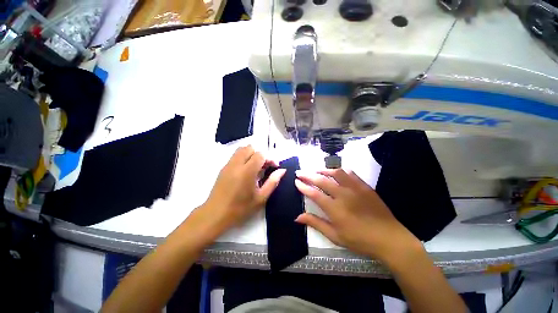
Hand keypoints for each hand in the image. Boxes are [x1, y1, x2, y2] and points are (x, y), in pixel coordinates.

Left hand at [202, 145, 285, 232]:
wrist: (215, 215)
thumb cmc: (240, 208)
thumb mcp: (261, 198)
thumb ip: (273, 182)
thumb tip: (282, 170)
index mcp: (247, 171)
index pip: (260, 154)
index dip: (270, 158)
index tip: (274, 167)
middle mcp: (237, 164)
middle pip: (250, 148)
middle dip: (260, 155)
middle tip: (264, 167)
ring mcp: (228, 165)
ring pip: (241, 150)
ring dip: (251, 155)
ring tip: (255, 168)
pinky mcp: (223, 168)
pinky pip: (235, 156)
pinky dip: (243, 158)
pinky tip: (245, 172)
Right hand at [295, 169, 421, 262]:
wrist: (389, 238)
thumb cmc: (359, 240)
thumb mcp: (335, 236)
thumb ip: (316, 223)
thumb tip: (298, 217)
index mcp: (334, 209)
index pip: (314, 193)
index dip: (303, 186)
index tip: (296, 181)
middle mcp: (343, 195)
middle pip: (321, 180)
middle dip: (308, 175)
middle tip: (300, 172)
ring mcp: (355, 188)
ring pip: (335, 173)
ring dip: (323, 170)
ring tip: (316, 171)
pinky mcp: (364, 186)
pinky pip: (350, 173)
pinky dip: (340, 171)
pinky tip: (336, 172)